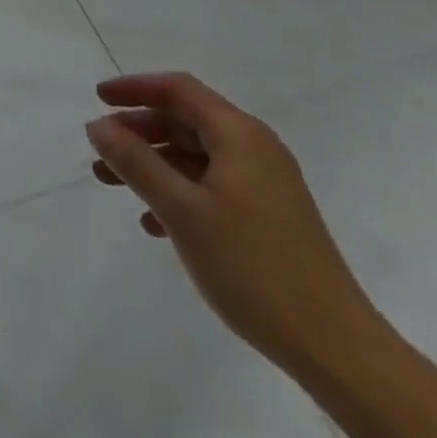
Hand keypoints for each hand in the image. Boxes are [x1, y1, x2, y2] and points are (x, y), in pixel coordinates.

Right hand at [86, 72, 377, 376]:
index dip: (134, 87)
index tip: (98, 98)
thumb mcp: (182, 210)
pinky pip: (212, 187)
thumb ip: (135, 162)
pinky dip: (178, 193)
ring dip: (153, 164)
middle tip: (100, 149)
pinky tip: (155, 223)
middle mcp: (255, 149)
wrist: (338, 350)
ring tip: (113, 185)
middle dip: (138, 131)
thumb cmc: (253, 267)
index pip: (178, 89)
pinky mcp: (270, 218)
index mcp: (239, 135)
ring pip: (195, 156)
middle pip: (185, 121)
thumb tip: (98, 125)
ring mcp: (266, 185)